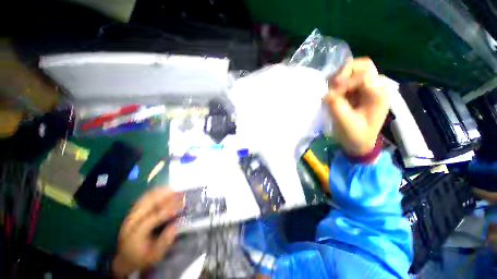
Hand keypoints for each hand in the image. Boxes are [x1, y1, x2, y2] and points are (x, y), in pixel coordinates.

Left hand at [112, 188, 183, 276]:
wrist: (125, 258)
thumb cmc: (142, 258)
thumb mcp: (154, 256)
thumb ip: (164, 242)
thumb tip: (175, 225)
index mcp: (136, 234)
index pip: (152, 219)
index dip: (167, 212)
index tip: (180, 207)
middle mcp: (132, 222)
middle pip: (148, 204)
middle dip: (166, 198)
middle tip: (180, 195)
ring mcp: (131, 215)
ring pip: (146, 198)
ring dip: (161, 193)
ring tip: (175, 191)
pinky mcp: (133, 211)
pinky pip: (144, 198)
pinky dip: (156, 192)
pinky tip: (165, 190)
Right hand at [324, 58, 388, 156]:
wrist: (360, 143)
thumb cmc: (356, 135)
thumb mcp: (346, 123)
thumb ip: (336, 106)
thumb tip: (326, 94)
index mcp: (378, 95)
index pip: (364, 76)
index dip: (346, 82)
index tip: (332, 95)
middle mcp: (376, 87)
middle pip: (363, 65)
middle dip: (344, 73)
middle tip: (333, 86)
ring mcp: (367, 88)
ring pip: (354, 70)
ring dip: (340, 77)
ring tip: (331, 90)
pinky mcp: (358, 91)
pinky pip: (348, 79)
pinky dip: (338, 83)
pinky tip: (333, 92)